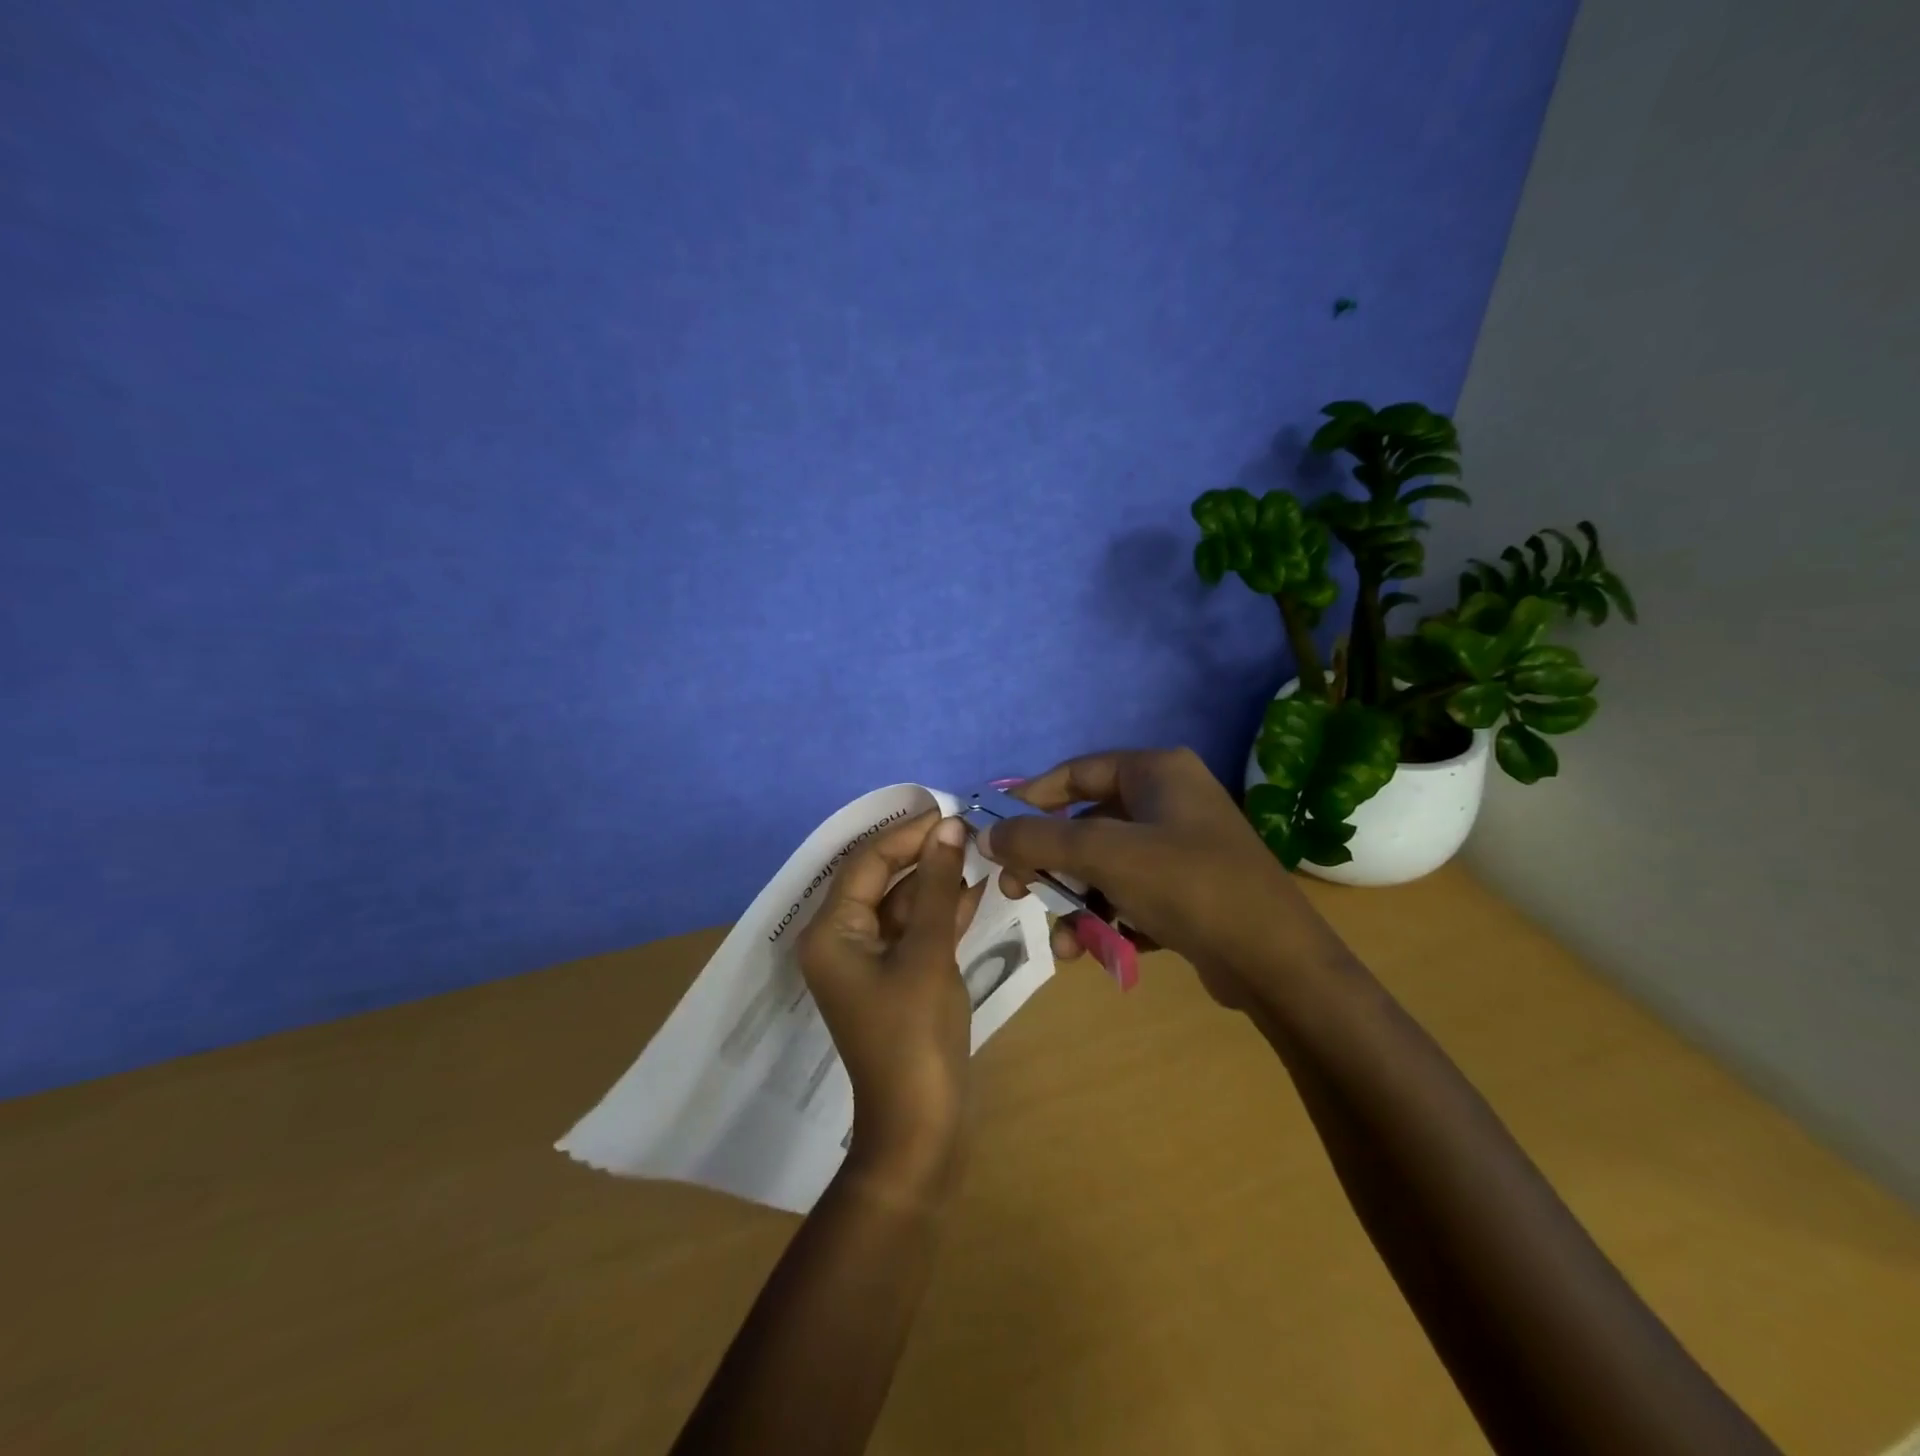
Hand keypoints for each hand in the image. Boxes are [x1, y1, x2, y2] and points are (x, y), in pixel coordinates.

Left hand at [797, 810, 985, 1200]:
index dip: (907, 833)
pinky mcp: (893, 978)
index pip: (867, 862)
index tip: (948, 811)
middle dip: (922, 854)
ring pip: (901, 905)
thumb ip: (937, 885)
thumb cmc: (916, 1036)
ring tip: (977, 853)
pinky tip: (974, 890)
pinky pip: (913, 932)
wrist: (920, 1127)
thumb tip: (950, 827)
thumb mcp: (928, 952)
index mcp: (831, 932)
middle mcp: (840, 940)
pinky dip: (941, 912)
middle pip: (881, 880)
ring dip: (936, 881)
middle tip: (967, 830)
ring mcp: (868, 961)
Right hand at [987, 748, 1344, 1008]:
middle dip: (1050, 863)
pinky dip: (1108, 918)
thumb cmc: (1187, 885)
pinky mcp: (1188, 889)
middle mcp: (1170, 800)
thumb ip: (1038, 840)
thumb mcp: (1104, 855)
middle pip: (1086, 824)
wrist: (1276, 962)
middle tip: (1018, 891)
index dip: (1030, 799)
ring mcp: (1181, 846)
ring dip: (1076, 902)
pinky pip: (1130, 894)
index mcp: (1157, 771)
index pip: (1075, 773)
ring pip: (1105, 866)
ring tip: (1063, 942)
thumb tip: (987, 834)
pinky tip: (1094, 951)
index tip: (997, 832)